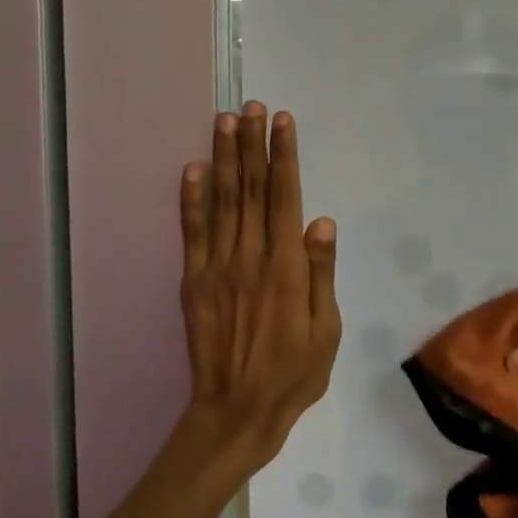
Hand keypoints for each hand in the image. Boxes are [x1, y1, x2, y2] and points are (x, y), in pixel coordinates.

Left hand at [177, 103, 340, 474]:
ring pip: (221, 202)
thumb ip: (322, 275)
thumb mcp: (327, 331)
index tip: (282, 121)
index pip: (284, 198)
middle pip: (250, 189)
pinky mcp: (194, 281)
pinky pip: (192, 232)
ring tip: (224, 120)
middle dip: (251, 144)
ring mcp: (216, 267)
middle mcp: (249, 257)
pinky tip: (192, 169)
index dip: (283, 156)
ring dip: (222, 158)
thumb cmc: (294, 374)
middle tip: (251, 106)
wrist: (236, 411)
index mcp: (286, 268)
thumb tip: (322, 223)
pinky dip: (191, 198)